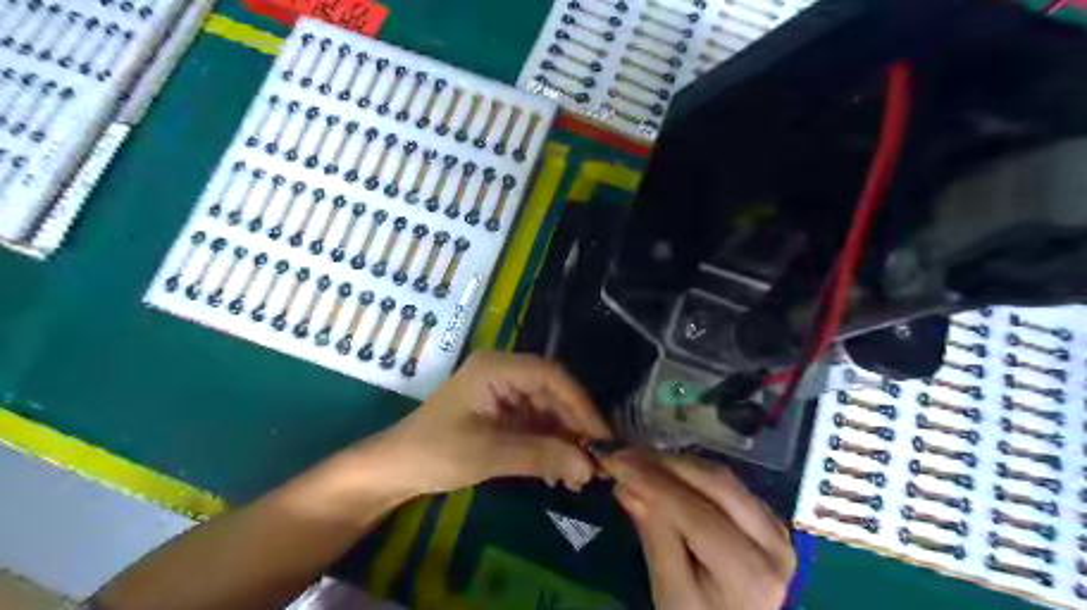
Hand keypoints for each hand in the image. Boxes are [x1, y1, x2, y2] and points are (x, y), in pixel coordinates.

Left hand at [357, 351, 610, 497]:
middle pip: (552, 392)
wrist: (395, 469)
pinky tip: (559, 471)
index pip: (550, 376)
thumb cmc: (435, 453)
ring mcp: (503, 392)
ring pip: (547, 409)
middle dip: (574, 426)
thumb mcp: (489, 453)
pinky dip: (549, 445)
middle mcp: (503, 373)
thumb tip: (589, 466)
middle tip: (595, 461)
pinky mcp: (502, 412)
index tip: (601, 436)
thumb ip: (540, 455)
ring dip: (564, 439)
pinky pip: (535, 423)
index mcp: (496, 368)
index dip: (580, 404)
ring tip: (580, 473)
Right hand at [607, 450, 794, 609]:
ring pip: (722, 477)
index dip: (653, 483)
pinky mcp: (767, 516)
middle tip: (623, 455)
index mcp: (751, 574)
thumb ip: (654, 537)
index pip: (696, 515)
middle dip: (665, 464)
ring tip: (637, 459)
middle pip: (716, 484)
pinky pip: (727, 483)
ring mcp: (776, 526)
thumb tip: (626, 485)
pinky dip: (691, 472)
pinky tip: (663, 470)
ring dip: (676, 463)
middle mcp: (774, 543)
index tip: (615, 463)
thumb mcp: (671, 592)